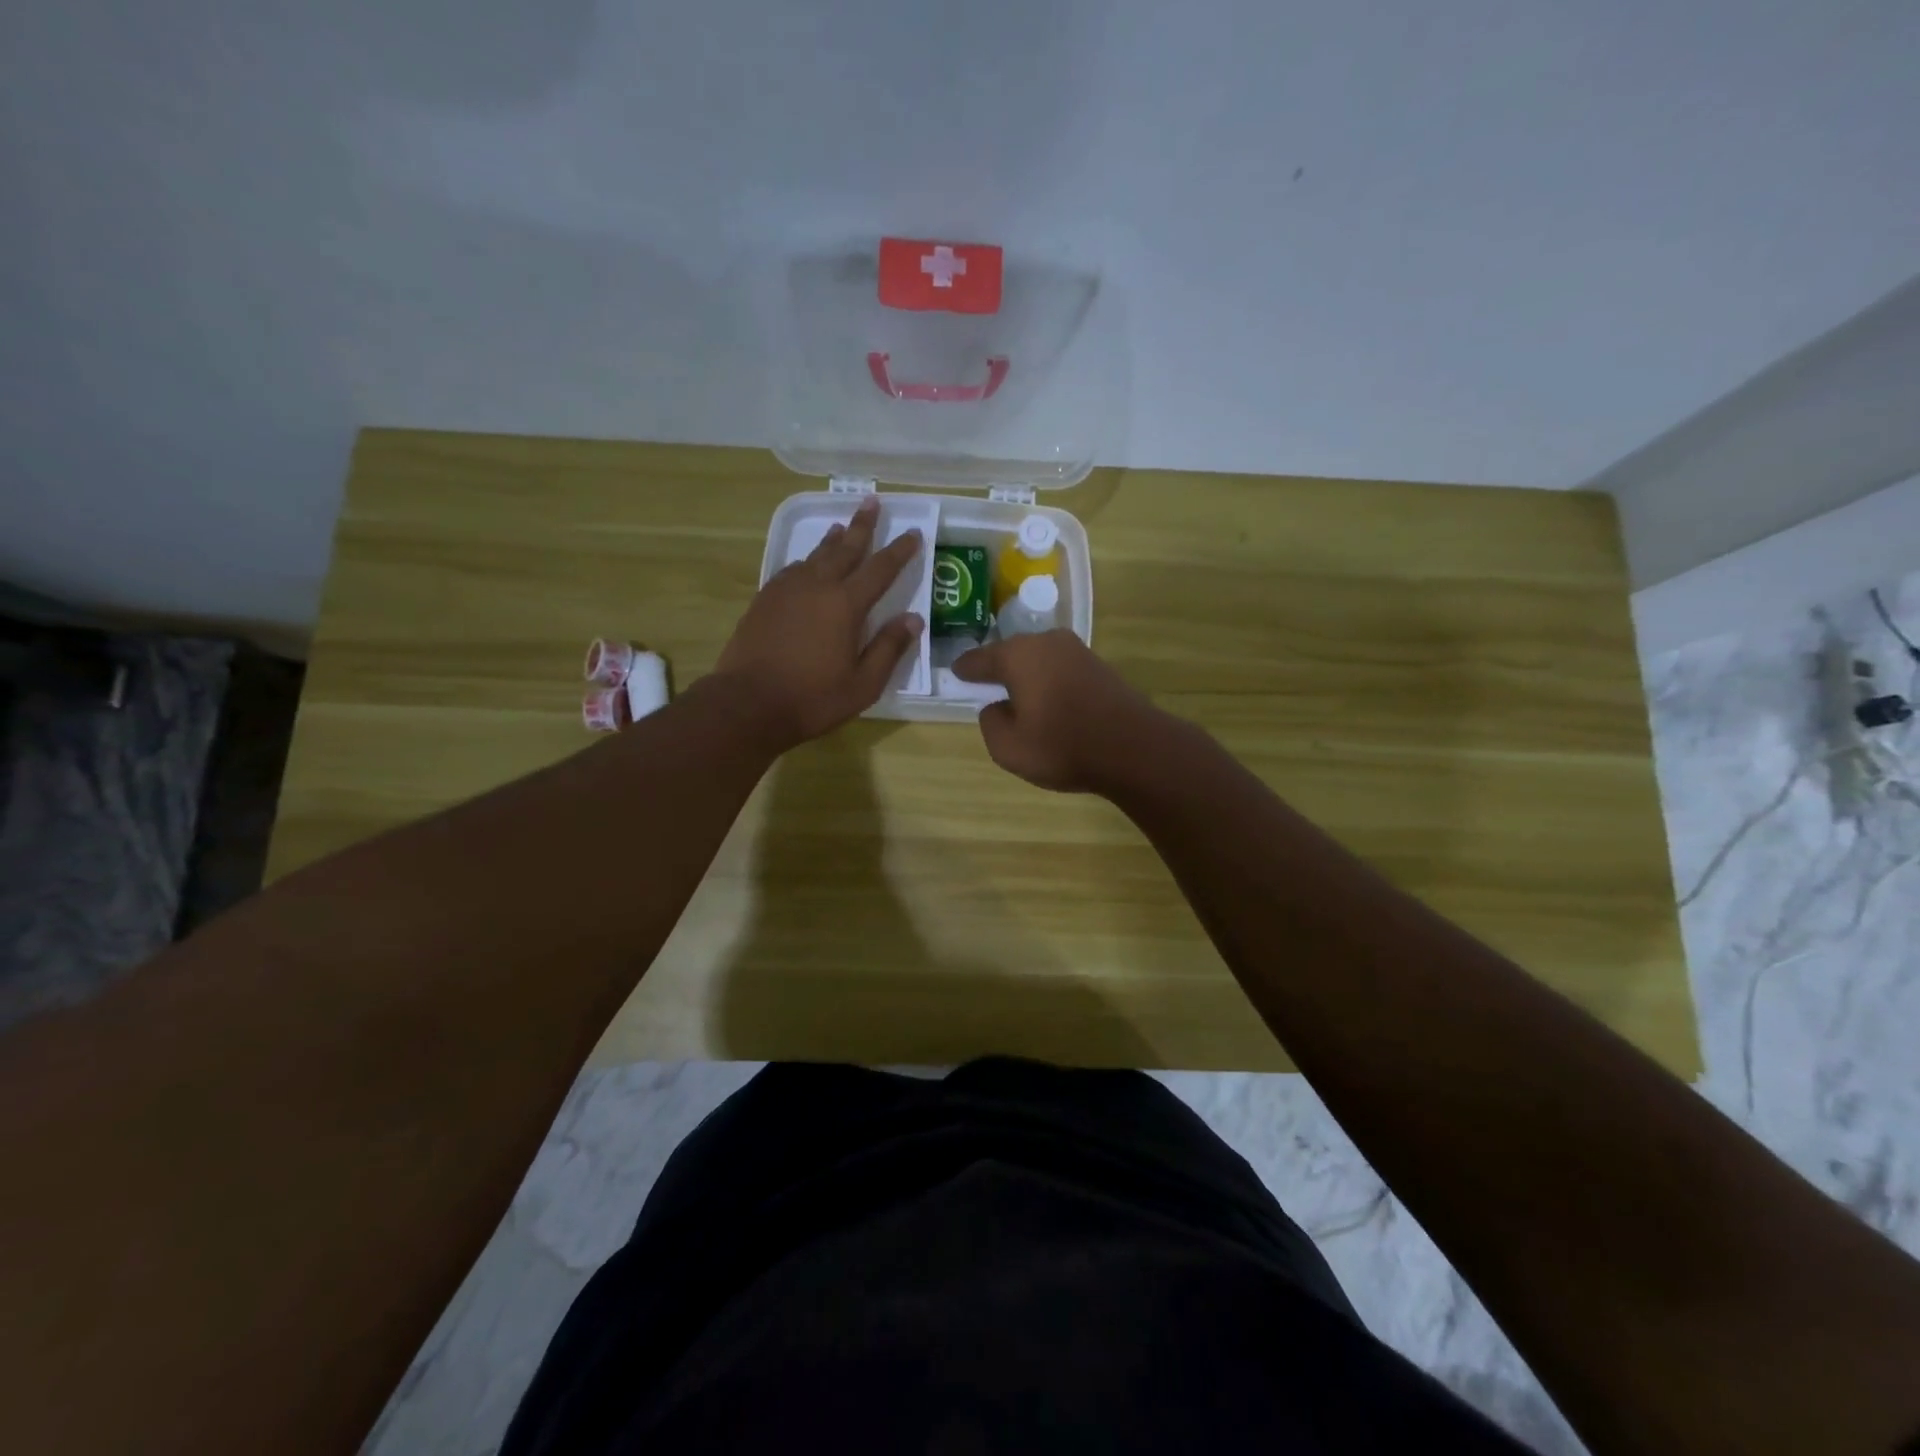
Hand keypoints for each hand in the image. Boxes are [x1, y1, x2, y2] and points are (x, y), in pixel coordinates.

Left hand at [714, 496, 923, 750]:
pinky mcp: (764, 600)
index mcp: (846, 605)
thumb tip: (913, 619)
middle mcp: (817, 587)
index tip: (913, 533)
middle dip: (861, 526)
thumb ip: (889, 648)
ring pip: (814, 555)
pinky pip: (791, 569)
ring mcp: (786, 591)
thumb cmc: (813, 698)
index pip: (880, 569)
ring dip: (832, 540)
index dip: (899, 551)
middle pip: (844, 549)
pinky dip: (806, 561)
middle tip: (871, 502)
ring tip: (840, 527)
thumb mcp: (863, 684)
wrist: (748, 703)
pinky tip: (806, 564)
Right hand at [951, 631, 1166, 792]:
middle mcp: (1047, 643)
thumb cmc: (1063, 745)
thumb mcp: (1008, 747)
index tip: (955, 672)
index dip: (965, 668)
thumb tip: (997, 707)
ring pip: (1038, 660)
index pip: (981, 658)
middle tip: (984, 682)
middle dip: (998, 667)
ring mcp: (1077, 651)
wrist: (1134, 749)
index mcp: (1018, 655)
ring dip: (1026, 675)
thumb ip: (991, 722)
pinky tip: (1047, 700)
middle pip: (1012, 653)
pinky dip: (1048, 682)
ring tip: (1016, 695)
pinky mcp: (1099, 667)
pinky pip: (1060, 670)